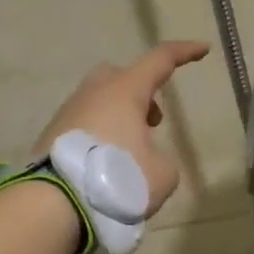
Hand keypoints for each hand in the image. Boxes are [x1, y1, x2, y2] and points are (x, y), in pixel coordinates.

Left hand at [31, 40, 210, 216]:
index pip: (160, 60)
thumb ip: (161, 160)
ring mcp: (67, 113)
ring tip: (130, 154)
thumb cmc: (117, 180)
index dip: (184, 53)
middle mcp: (93, 94)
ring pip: (98, 102)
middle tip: (151, 122)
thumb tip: (145, 161)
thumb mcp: (162, 175)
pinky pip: (82, 126)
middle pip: (119, 76)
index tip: (202, 49)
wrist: (54, 204)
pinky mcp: (51, 136)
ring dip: (118, 119)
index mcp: (124, 92)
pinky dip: (99, 138)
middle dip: (139, 91)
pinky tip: (104, 167)